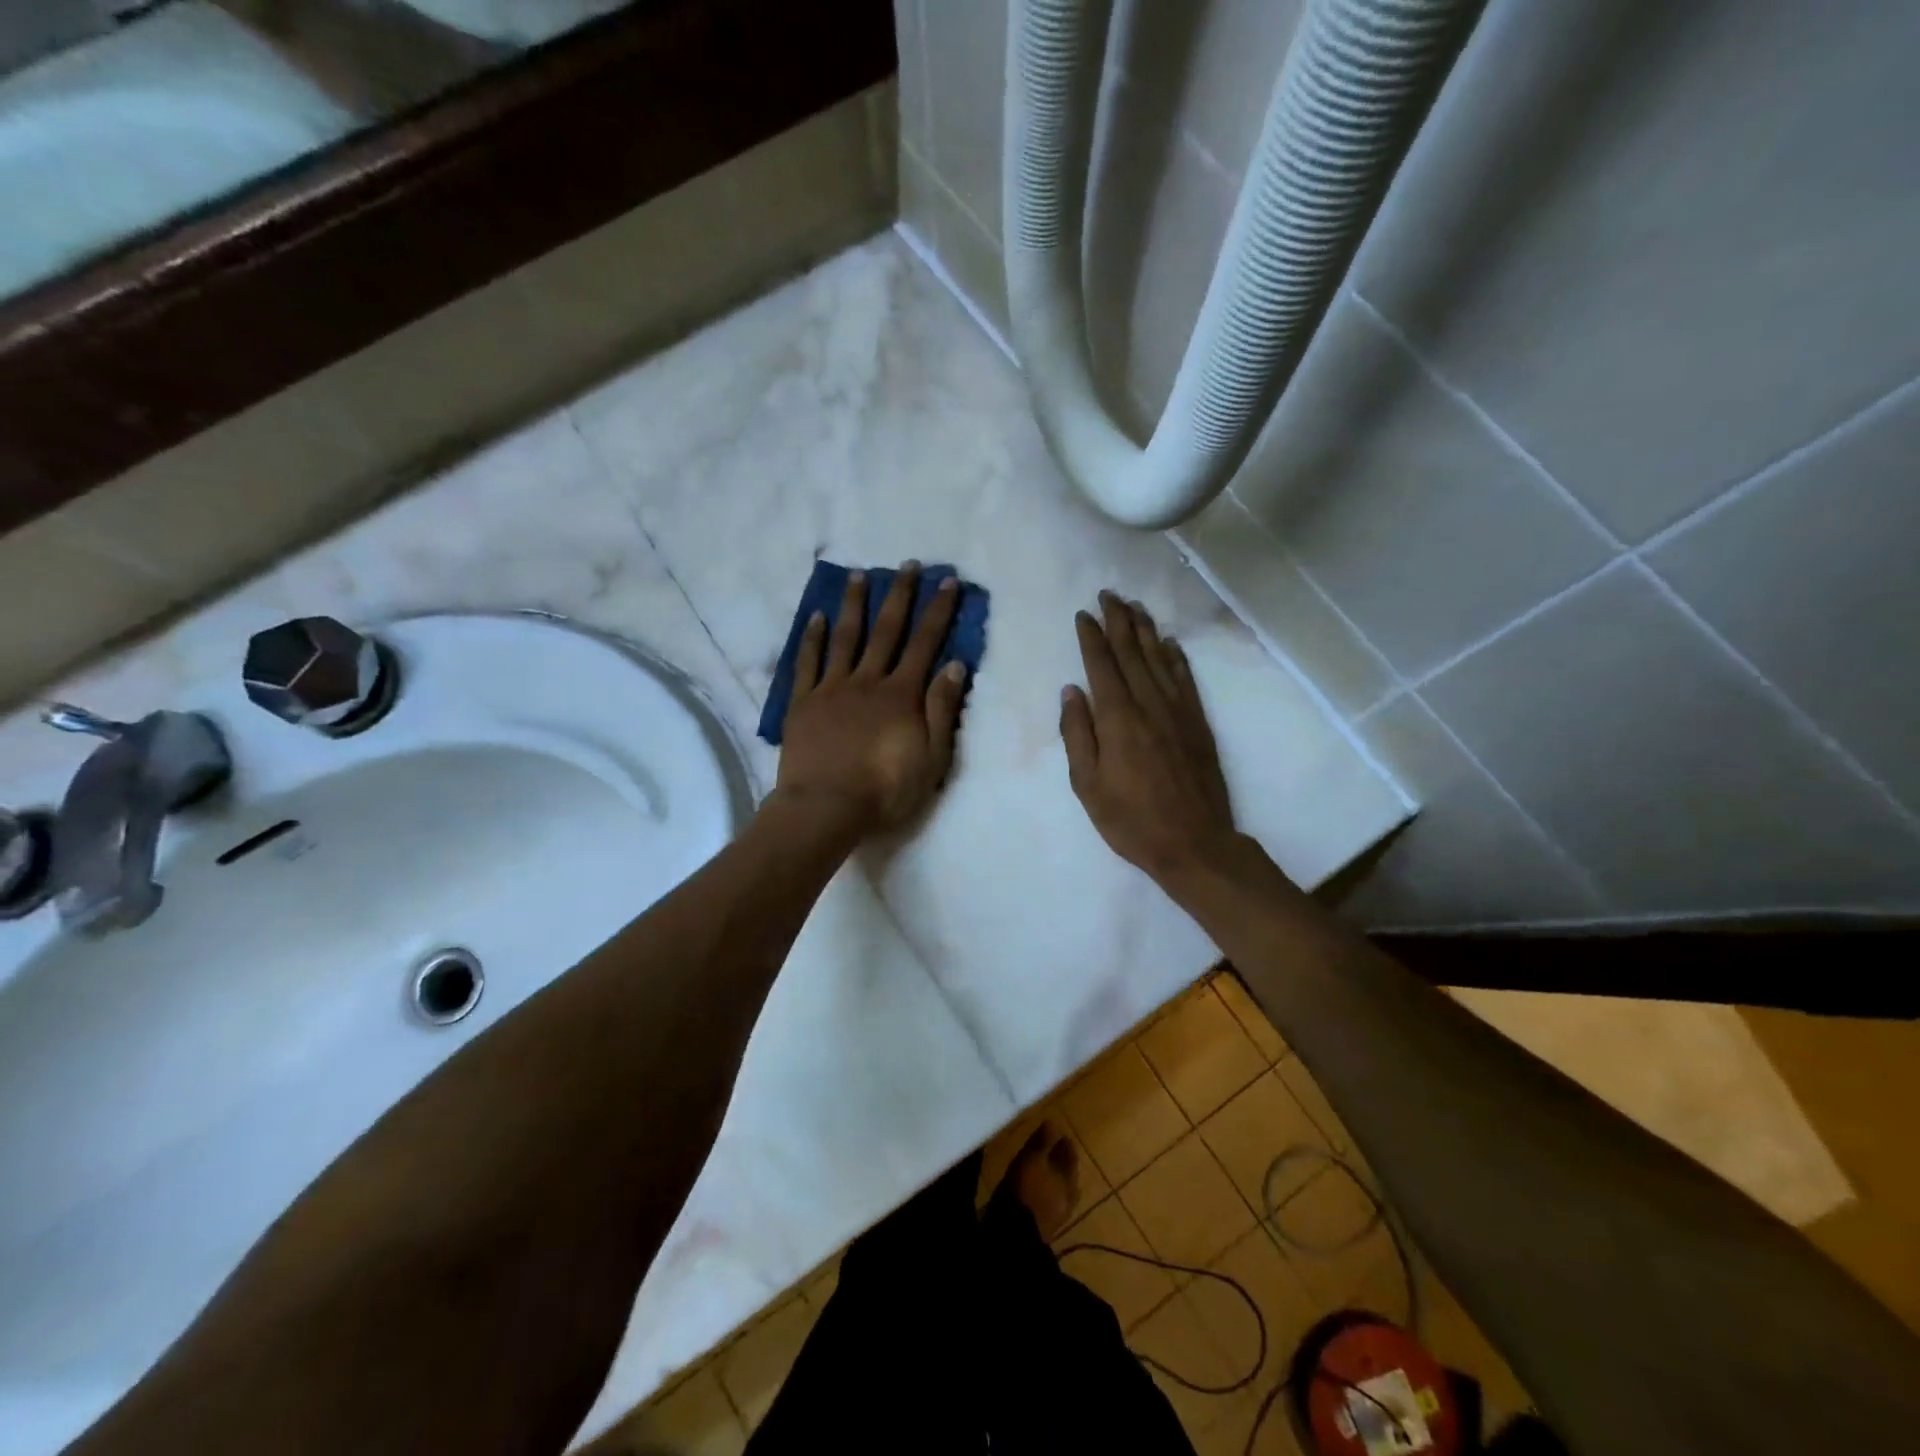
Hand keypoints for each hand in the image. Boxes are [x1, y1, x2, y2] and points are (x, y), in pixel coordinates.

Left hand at [775, 563, 968, 834]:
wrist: (826, 808)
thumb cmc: (885, 789)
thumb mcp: (932, 757)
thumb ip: (942, 709)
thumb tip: (955, 665)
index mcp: (901, 694)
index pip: (925, 643)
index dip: (938, 611)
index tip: (948, 582)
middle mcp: (868, 681)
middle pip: (887, 630)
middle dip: (900, 595)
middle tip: (908, 565)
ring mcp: (832, 688)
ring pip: (846, 637)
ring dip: (854, 604)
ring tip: (859, 575)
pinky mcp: (803, 702)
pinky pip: (808, 662)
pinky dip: (813, 638)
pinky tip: (817, 617)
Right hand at [1060, 592, 1240, 887]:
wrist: (1195, 842)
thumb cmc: (1131, 820)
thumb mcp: (1087, 785)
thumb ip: (1077, 734)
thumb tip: (1071, 691)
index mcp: (1117, 718)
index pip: (1101, 666)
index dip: (1091, 637)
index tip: (1084, 614)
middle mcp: (1148, 704)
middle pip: (1132, 653)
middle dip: (1119, 621)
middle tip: (1109, 594)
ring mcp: (1178, 711)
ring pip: (1159, 659)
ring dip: (1146, 630)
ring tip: (1135, 606)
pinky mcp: (1198, 723)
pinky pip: (1185, 679)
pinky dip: (1175, 657)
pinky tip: (1169, 643)